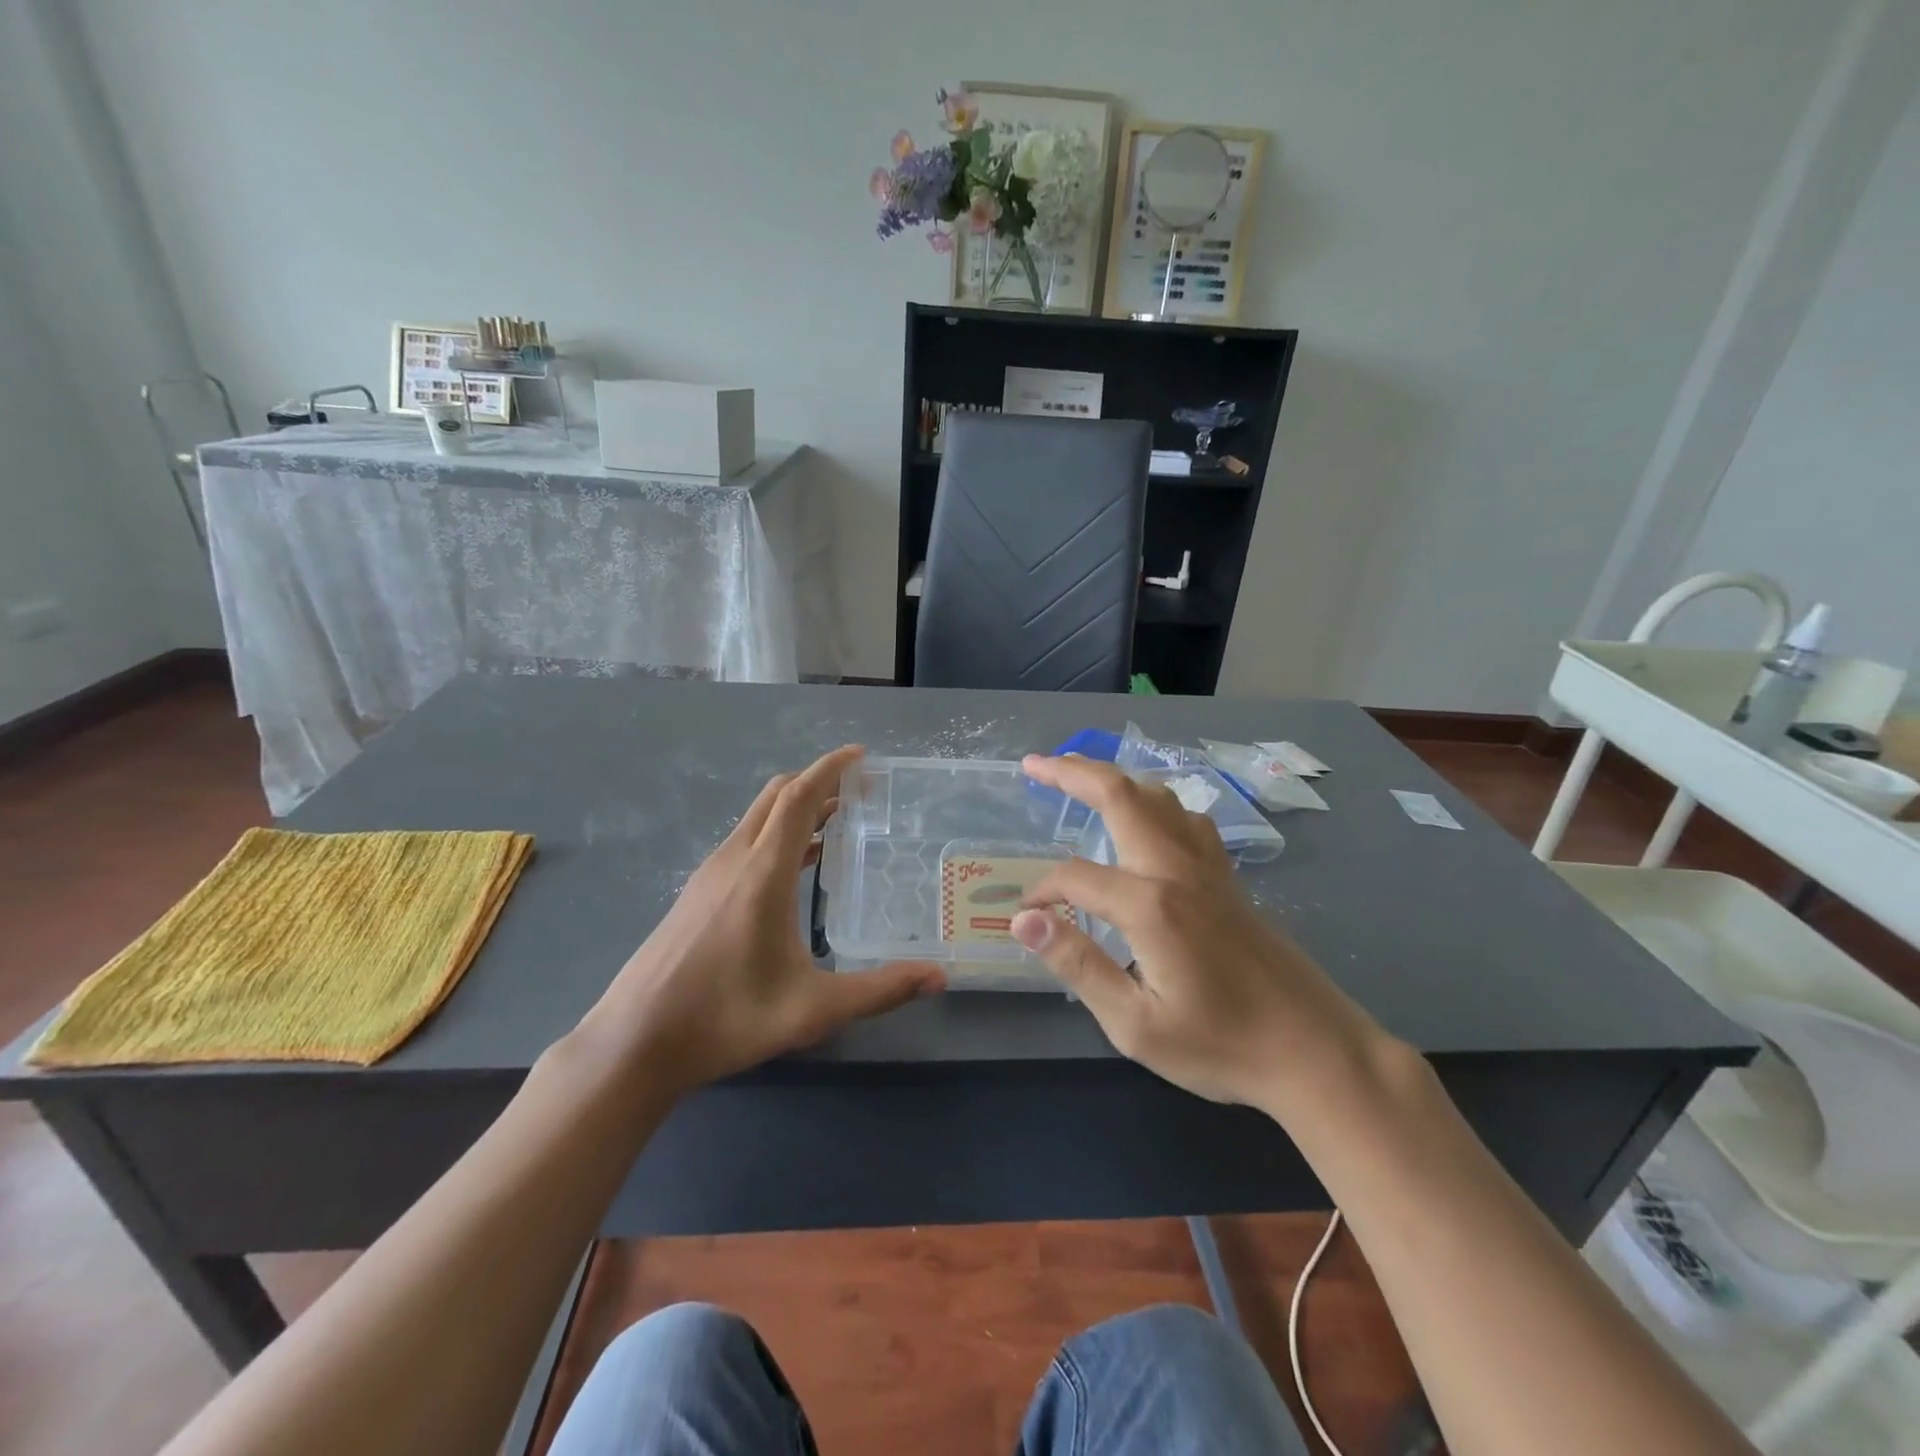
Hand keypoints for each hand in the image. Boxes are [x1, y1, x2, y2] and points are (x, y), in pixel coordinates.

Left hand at [582, 746, 943, 1095]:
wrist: (634, 1043)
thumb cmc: (725, 1018)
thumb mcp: (813, 1010)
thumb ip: (879, 991)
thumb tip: (938, 976)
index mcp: (762, 872)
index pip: (799, 798)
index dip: (830, 769)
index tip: (861, 756)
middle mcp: (734, 860)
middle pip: (777, 797)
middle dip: (818, 782)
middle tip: (860, 792)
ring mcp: (710, 874)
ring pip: (758, 819)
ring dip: (797, 809)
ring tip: (838, 823)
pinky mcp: (698, 893)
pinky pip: (746, 843)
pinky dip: (778, 835)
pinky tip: (797, 869)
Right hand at [1012, 754, 1388, 1112]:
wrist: (1316, 1052)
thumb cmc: (1221, 1046)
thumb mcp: (1135, 1024)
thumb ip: (1078, 964)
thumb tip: (1025, 920)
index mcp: (1151, 904)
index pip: (1076, 876)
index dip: (1044, 891)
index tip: (1029, 918)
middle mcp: (1178, 869)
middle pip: (1121, 795)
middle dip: (1072, 772)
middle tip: (1034, 765)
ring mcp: (1209, 869)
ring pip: (1160, 798)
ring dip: (1117, 780)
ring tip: (1082, 780)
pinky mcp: (1230, 879)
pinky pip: (1188, 819)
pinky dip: (1155, 804)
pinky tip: (1148, 824)